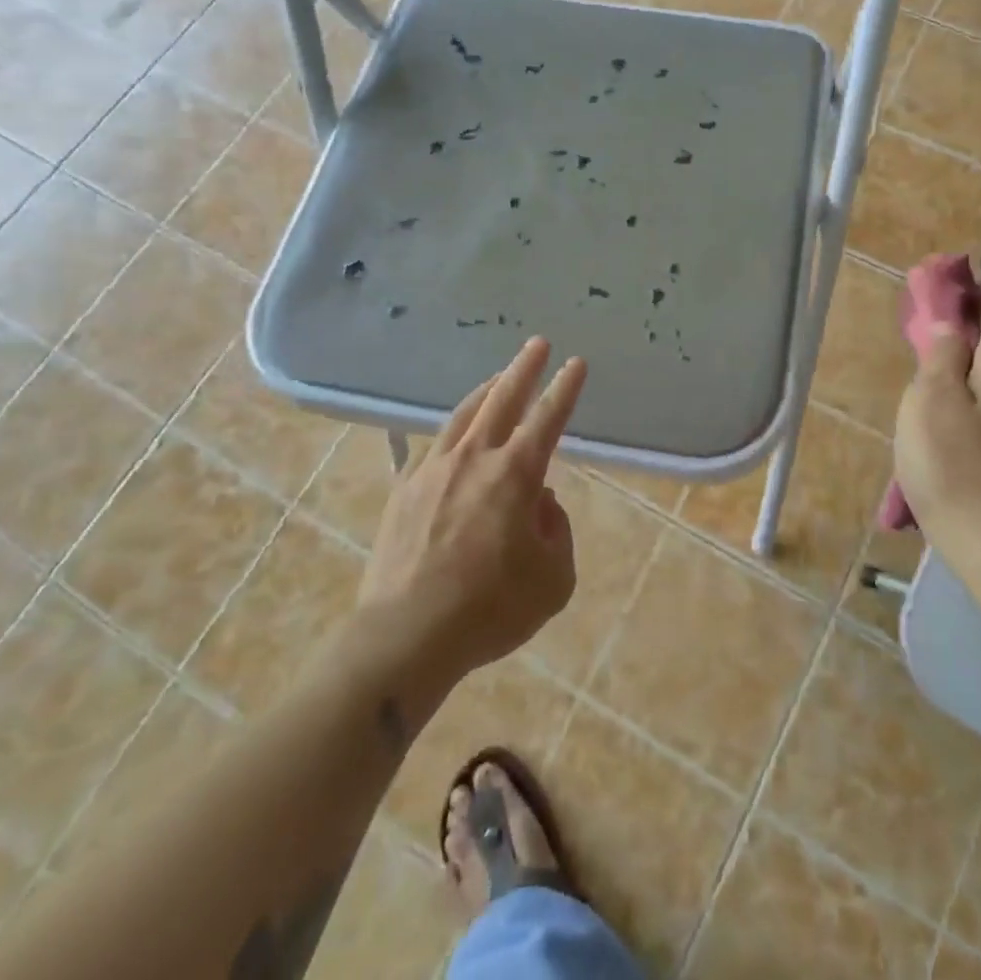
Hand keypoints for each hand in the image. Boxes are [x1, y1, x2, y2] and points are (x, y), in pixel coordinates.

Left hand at [358, 337, 586, 677]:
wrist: (406, 636)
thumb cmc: (490, 609)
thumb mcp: (553, 580)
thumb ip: (556, 531)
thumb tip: (539, 504)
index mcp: (515, 474)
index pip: (548, 418)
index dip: (565, 389)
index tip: (576, 363)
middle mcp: (474, 458)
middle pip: (502, 399)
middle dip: (524, 368)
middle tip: (538, 343)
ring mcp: (434, 469)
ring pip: (464, 414)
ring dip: (486, 391)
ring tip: (498, 377)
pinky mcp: (404, 489)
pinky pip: (434, 446)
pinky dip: (452, 432)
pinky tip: (454, 435)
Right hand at [892, 276, 980, 556]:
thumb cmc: (954, 464)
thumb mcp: (931, 398)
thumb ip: (940, 352)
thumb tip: (948, 323)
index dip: (965, 291)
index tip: (933, 285)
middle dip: (962, 328)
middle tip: (921, 331)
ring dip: (966, 364)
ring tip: (928, 374)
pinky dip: (975, 394)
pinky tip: (949, 416)